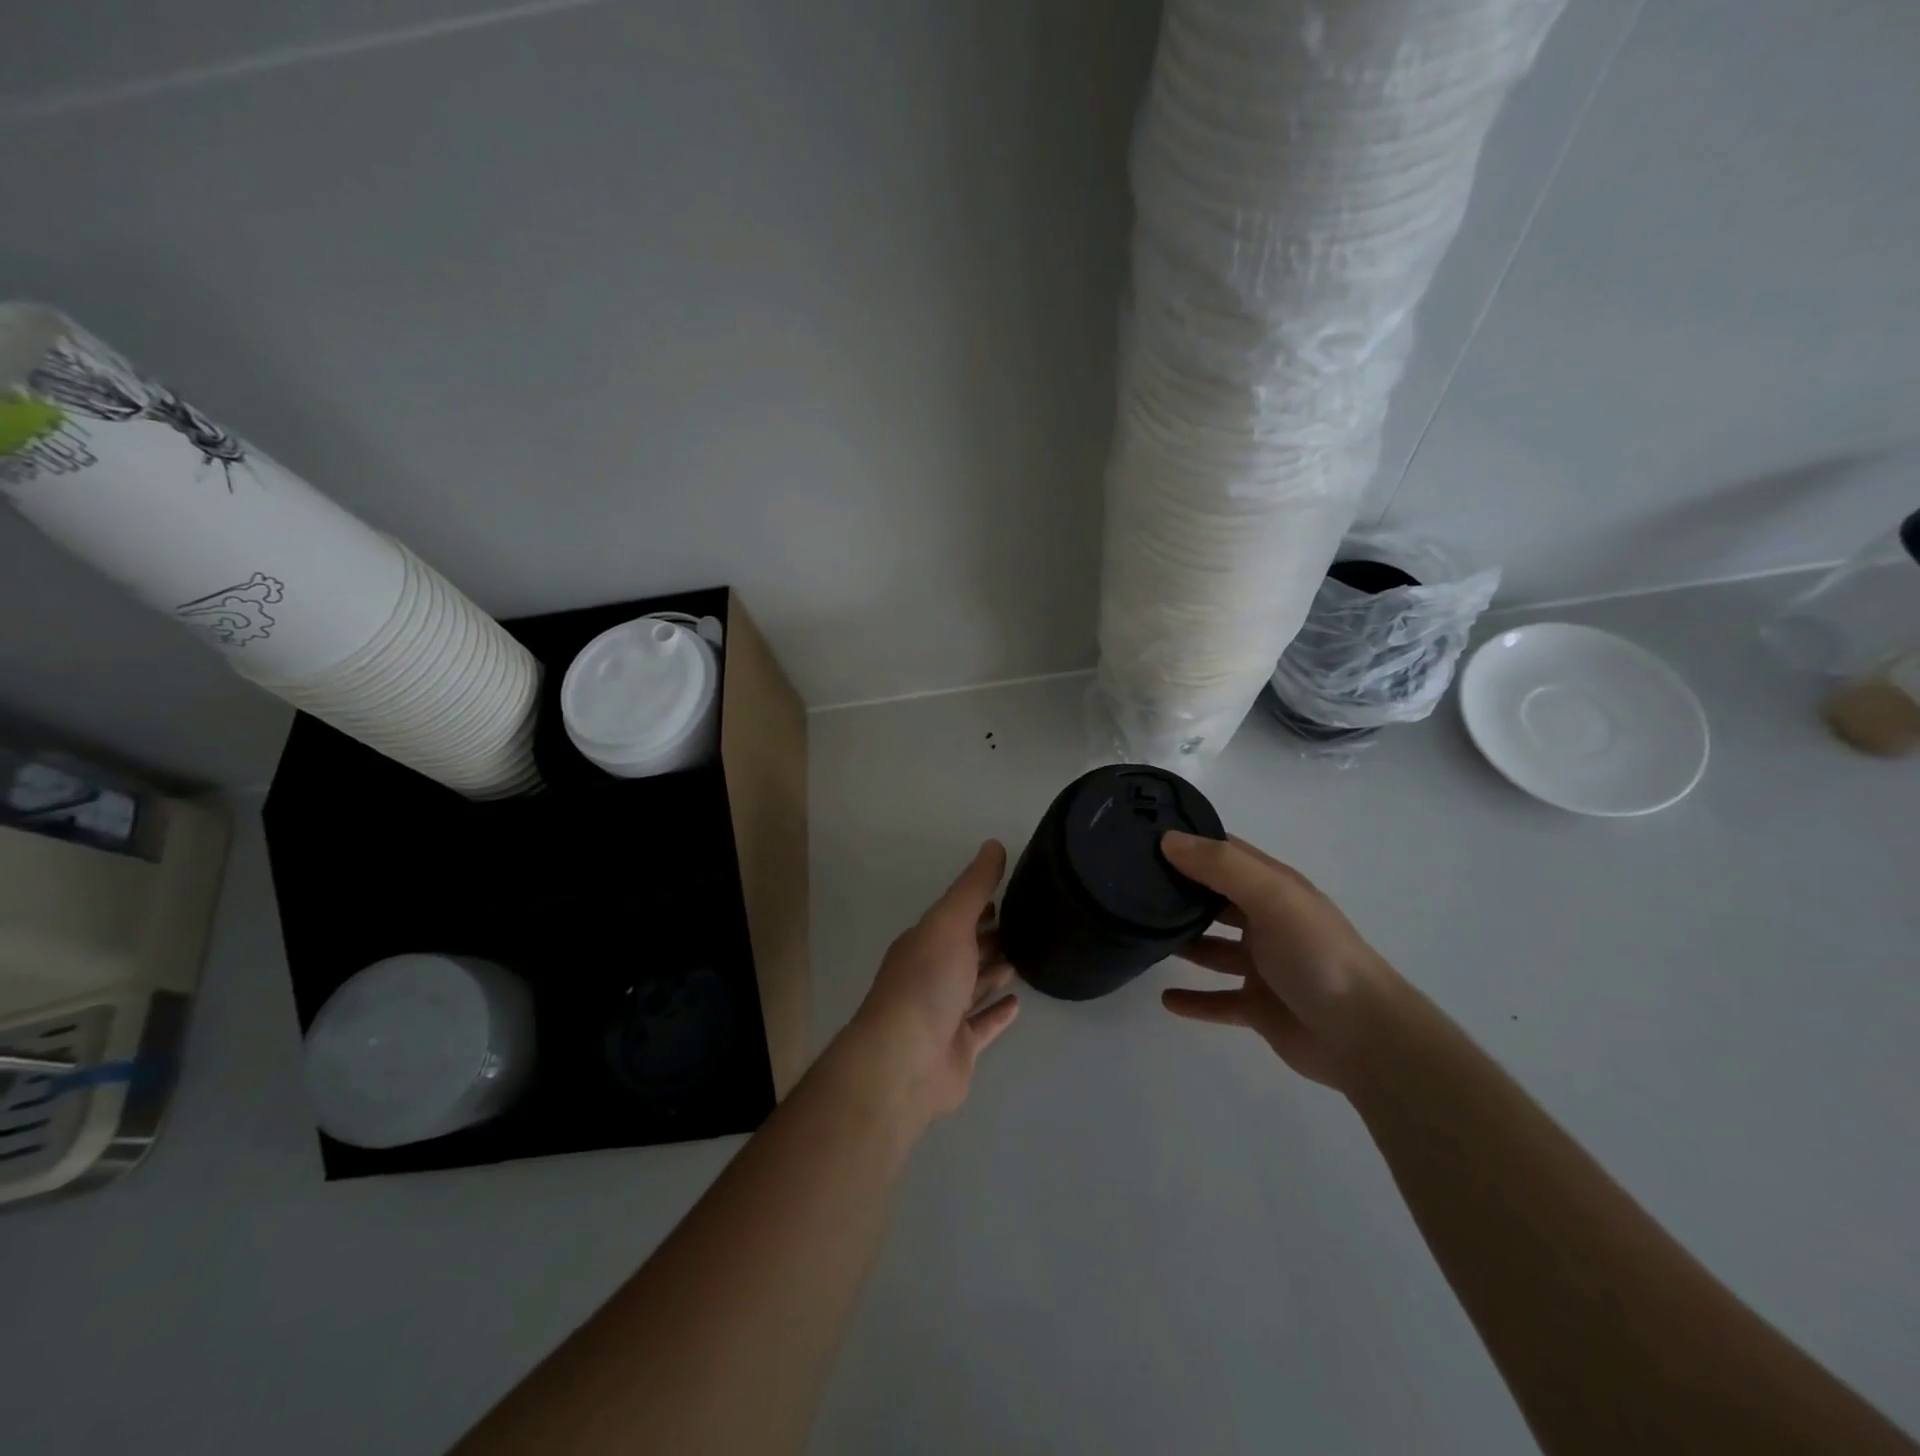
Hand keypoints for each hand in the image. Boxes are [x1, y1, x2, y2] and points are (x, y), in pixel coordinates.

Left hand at [846, 841, 1020, 1121]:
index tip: (1011, 891)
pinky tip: (1018, 1003)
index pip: (955, 917)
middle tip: (1029, 923)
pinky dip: (998, 1013)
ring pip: (974, 986)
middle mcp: (931, 975)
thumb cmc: (926, 982)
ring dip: (995, 971)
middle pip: (965, 950)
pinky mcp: (959, 1049)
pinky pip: (983, 1025)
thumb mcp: (950, 922)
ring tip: (1026, 956)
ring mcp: (944, 1014)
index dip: (980, 904)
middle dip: (991, 935)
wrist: (905, 1061)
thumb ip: (973, 887)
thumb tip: (993, 844)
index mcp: (924, 943)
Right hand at [1158, 832, 1397, 1091]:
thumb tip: (1167, 840)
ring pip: (1212, 947)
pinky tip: (1165, 999)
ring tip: (1140, 936)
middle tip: (1128, 886)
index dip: (1189, 842)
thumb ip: (1221, 866)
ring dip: (1182, 942)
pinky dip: (1193, 999)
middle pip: (1214, 899)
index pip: (1225, 853)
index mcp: (1274, 888)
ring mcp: (1263, 966)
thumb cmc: (1316, 955)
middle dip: (1178, 891)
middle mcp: (1267, 921)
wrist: (1364, 1037)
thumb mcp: (1271, 897)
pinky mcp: (1259, 1007)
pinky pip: (1217, 1000)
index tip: (1142, 837)